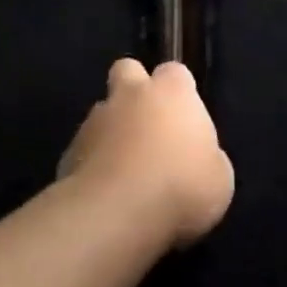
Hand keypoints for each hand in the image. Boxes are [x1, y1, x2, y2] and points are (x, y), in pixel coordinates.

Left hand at [58, 59, 234, 247]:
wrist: (116, 215)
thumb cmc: (182, 188)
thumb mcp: (219, 178)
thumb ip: (207, 156)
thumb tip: (196, 158)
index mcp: (172, 93)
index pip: (175, 72)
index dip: (179, 91)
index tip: (185, 118)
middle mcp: (130, 96)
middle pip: (127, 71)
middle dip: (135, 90)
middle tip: (149, 125)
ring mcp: (94, 121)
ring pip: (102, 112)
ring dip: (113, 131)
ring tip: (125, 170)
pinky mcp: (67, 153)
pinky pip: (84, 149)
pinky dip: (93, 164)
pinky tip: (105, 193)